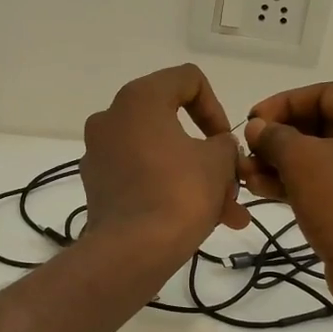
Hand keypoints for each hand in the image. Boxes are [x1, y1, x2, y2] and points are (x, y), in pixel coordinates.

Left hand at [80, 65, 248, 262]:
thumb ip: (225, 144)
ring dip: (196, 179)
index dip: (216, 108)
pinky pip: (143, 178)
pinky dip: (169, 191)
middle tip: (234, 183)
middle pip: (173, 124)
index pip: (187, 80)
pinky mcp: (98, 186)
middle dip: (210, 156)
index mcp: (138, 99)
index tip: (226, 142)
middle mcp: (111, 118)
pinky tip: (199, 222)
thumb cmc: (179, 193)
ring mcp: (100, 154)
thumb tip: (218, 148)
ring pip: (161, 157)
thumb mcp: (218, 162)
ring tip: (228, 214)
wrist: (131, 251)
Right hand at [241, 82, 332, 314]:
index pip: (322, 93)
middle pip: (319, 125)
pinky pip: (323, 183)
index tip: (250, 121)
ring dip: (279, 162)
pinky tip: (260, 189)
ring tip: (244, 173)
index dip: (282, 103)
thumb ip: (274, 136)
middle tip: (245, 150)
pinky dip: (294, 183)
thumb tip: (256, 127)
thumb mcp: (301, 159)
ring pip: (318, 157)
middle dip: (277, 138)